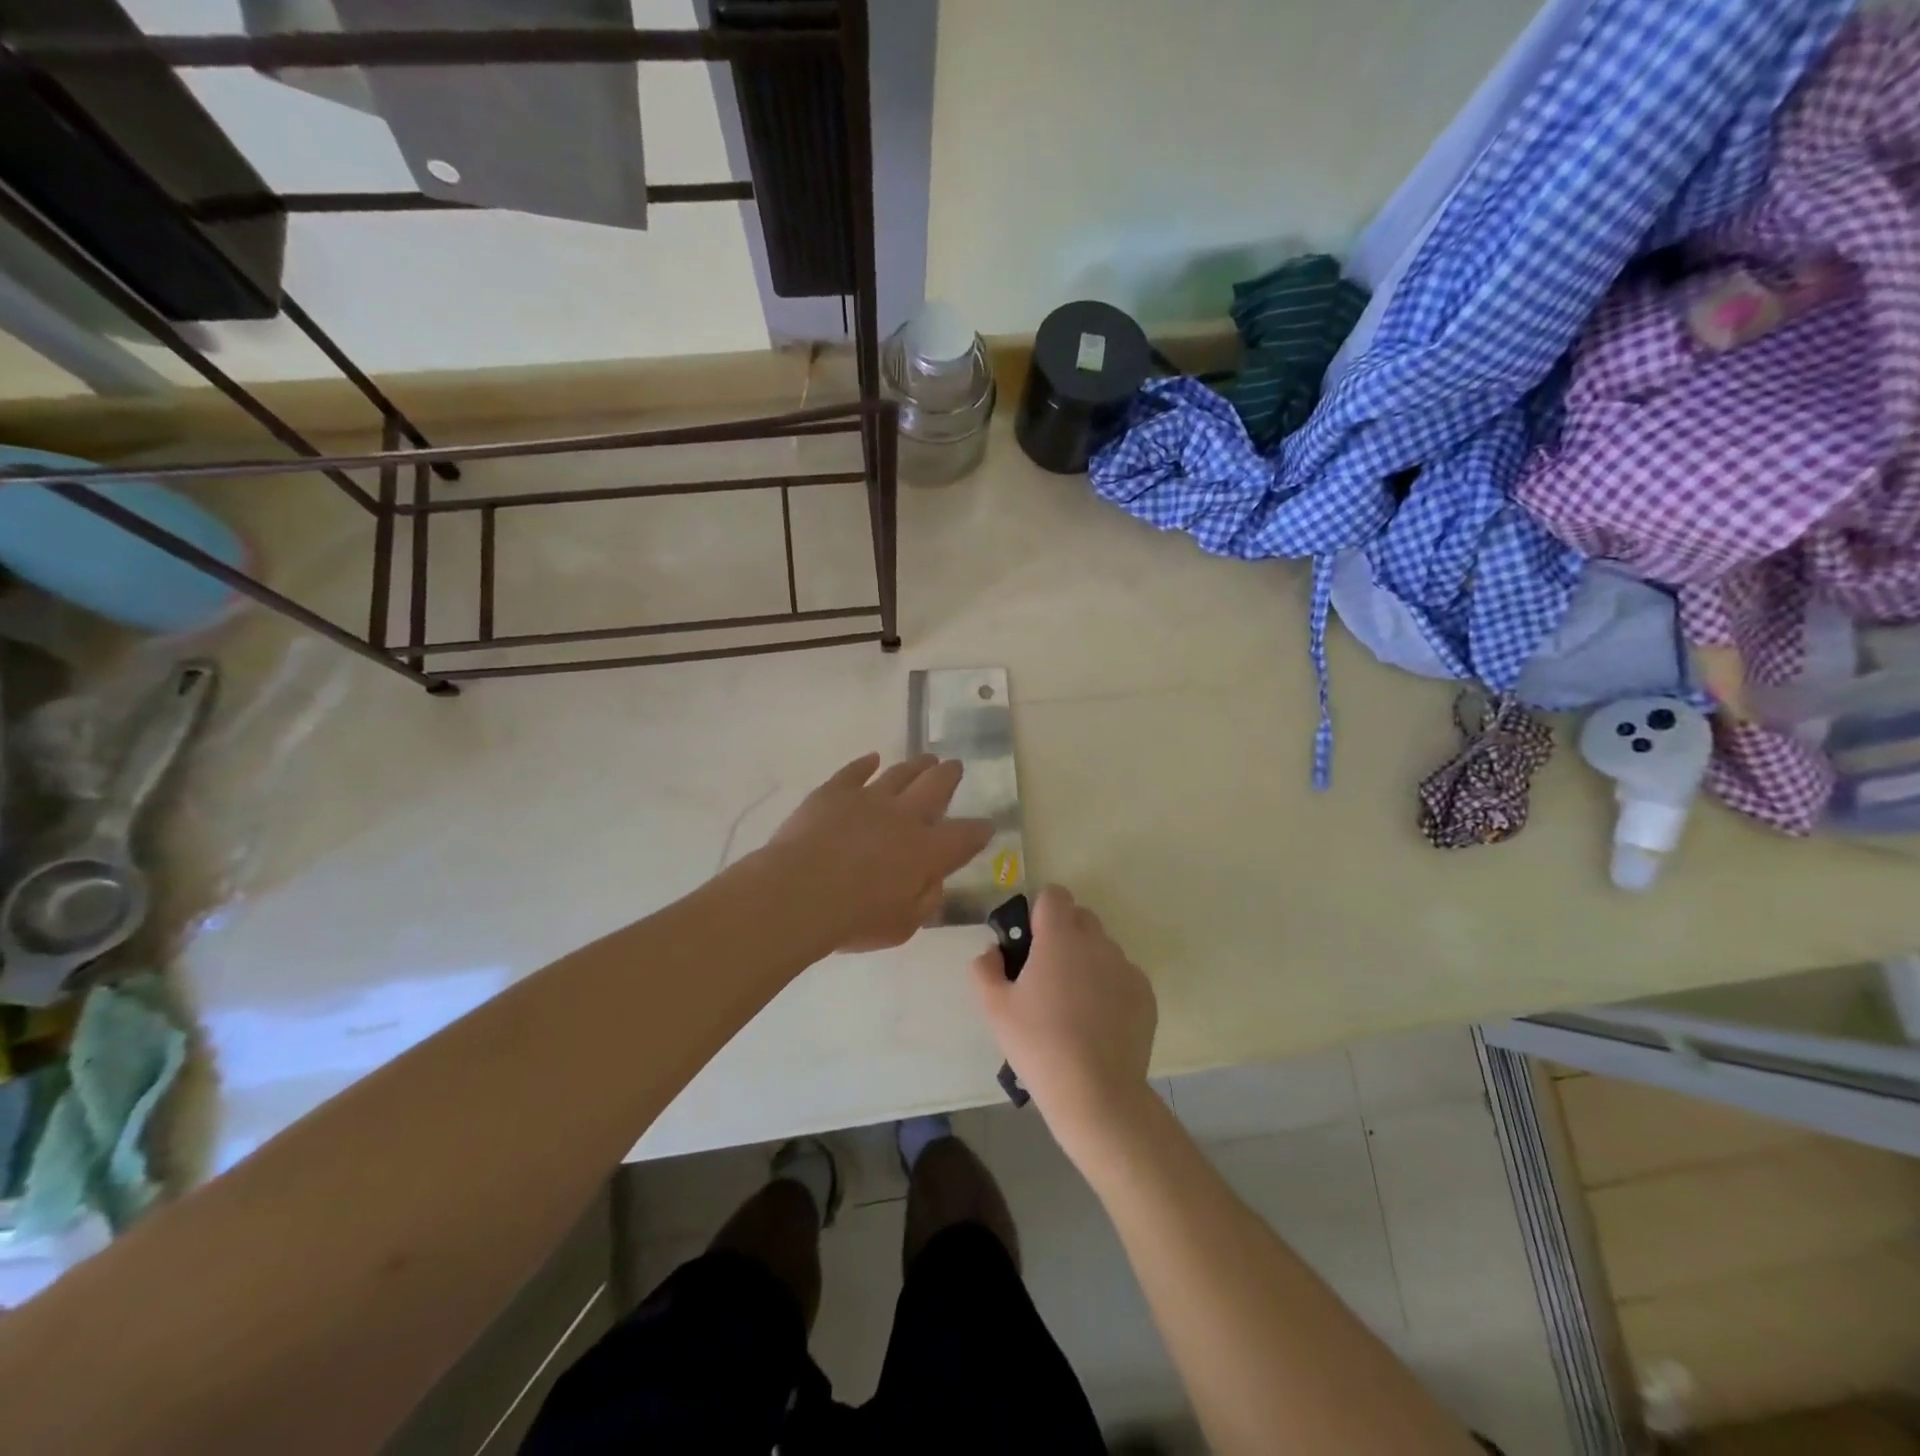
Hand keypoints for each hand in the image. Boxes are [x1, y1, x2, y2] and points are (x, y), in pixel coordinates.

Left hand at [768, 753, 992, 952]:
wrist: (799, 894)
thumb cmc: (854, 919)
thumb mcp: (902, 925)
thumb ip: (925, 900)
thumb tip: (933, 881)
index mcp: (927, 851)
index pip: (964, 836)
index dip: (979, 830)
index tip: (986, 826)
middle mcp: (904, 817)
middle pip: (935, 787)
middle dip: (949, 776)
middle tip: (955, 766)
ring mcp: (868, 799)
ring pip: (900, 774)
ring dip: (916, 766)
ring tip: (926, 759)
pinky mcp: (834, 792)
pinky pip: (854, 771)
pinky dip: (864, 764)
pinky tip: (871, 759)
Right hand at [970, 885, 1157, 1160]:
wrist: (1096, 1093)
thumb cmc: (1039, 1044)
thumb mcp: (995, 1008)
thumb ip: (985, 968)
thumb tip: (993, 951)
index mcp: (1060, 937)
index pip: (1054, 895)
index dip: (1039, 911)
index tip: (1029, 941)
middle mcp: (1097, 942)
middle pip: (1080, 917)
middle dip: (1063, 933)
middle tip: (1045, 973)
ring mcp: (1126, 967)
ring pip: (1102, 947)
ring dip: (1086, 960)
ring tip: (1072, 1003)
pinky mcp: (1145, 994)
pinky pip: (1122, 975)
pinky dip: (1109, 986)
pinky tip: (1097, 1022)